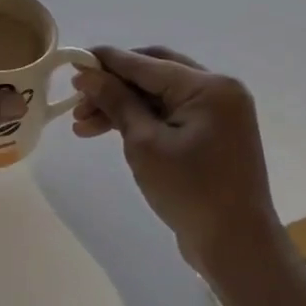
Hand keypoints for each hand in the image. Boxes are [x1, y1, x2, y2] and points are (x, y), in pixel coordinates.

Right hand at [72, 46, 291, 281]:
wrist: (235, 244)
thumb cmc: (190, 190)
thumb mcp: (144, 143)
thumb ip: (115, 102)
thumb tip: (87, 73)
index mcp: (208, 86)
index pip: (146, 64)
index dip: (106, 62)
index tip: (71, 62)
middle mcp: (218, 91)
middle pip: (153, 74)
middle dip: (112, 85)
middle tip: (77, 100)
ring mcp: (218, 114)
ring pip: (157, 96)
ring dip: (121, 105)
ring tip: (82, 125)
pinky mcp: (212, 135)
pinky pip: (169, 115)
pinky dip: (140, 120)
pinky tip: (109, 132)